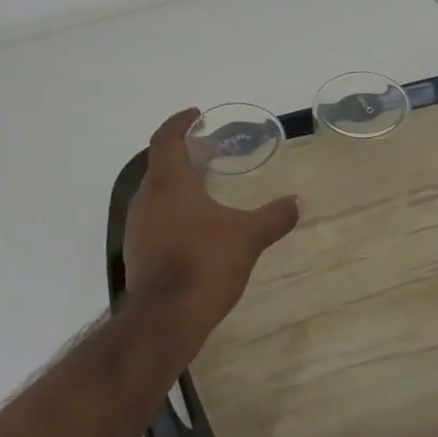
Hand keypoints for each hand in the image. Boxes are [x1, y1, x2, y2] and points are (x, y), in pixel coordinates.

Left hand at [122, 108, 299, 353]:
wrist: (164, 321)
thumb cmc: (204, 264)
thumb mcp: (247, 237)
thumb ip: (273, 217)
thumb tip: (299, 202)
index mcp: (168, 183)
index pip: (165, 139)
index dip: (179, 123)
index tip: (196, 115)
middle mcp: (146, 199)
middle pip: (160, 164)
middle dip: (184, 154)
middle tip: (211, 152)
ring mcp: (138, 227)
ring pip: (156, 192)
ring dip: (178, 183)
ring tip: (207, 187)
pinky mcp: (138, 252)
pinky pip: (155, 217)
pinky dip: (173, 209)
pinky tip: (197, 225)